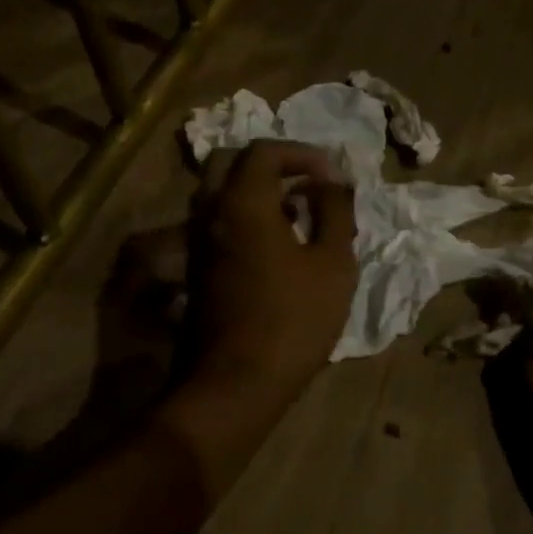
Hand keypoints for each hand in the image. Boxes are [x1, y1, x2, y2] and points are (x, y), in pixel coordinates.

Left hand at [180, 139, 357, 408]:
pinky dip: (244, 215)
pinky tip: (277, 243)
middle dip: (271, 163)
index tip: (331, 176)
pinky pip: (217, 222)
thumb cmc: (294, 319)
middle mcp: (211, 213)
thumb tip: (332, 183)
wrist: (238, 382)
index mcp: (243, 203)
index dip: (302, 154)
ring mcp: (197, 242)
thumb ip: (335, 212)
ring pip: (219, 193)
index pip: (264, 151)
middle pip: (230, 163)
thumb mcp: (334, 263)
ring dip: (256, 190)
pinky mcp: (196, 269)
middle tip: (305, 181)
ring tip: (297, 212)